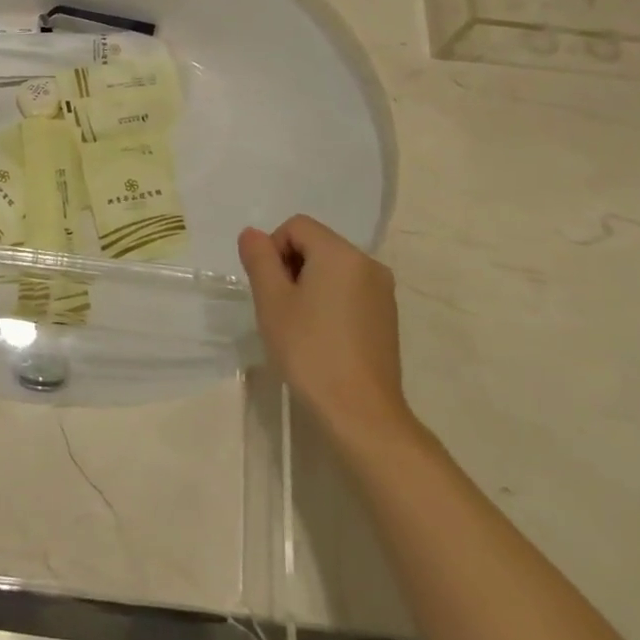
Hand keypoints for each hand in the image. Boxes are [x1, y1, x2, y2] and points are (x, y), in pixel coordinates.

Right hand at [238, 216, 413, 448]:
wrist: (360, 413)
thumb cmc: (309, 350)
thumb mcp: (272, 301)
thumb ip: (259, 259)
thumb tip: (252, 234)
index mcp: (340, 253)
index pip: (296, 226)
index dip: (273, 249)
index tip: (269, 288)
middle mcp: (368, 263)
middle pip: (316, 244)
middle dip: (290, 266)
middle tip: (279, 308)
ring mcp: (382, 291)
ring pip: (332, 268)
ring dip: (308, 285)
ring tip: (299, 325)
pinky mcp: (387, 316)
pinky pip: (349, 290)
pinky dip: (329, 301)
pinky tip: (321, 337)